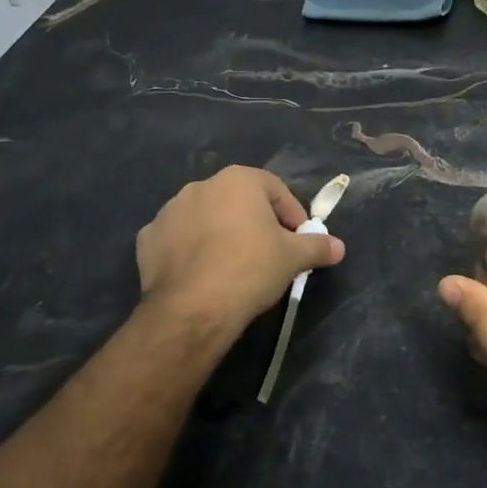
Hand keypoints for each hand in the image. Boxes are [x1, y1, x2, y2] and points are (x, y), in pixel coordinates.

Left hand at [137, 166, 344, 340]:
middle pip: (238, 201)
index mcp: (238, 180)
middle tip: (269, 253)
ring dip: (220, 233)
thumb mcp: (293, 258)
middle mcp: (201, 186)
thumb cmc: (250, 269)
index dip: (292, 214)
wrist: (193, 307)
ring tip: (233, 266)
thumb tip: (339, 247)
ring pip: (206, 218)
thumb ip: (318, 247)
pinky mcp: (147, 238)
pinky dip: (190, 250)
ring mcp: (169, 211)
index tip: (299, 240)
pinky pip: (178, 239)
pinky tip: (202, 274)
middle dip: (255, 222)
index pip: (275, 189)